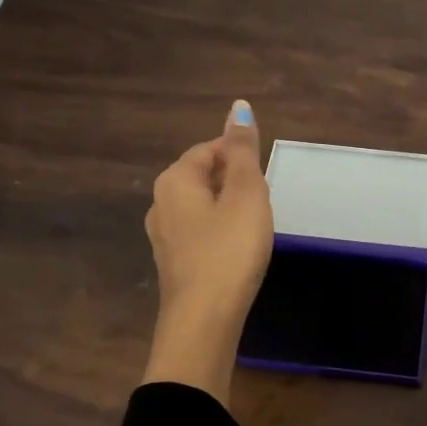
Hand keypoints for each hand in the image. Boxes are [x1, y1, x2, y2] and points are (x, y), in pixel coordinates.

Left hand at [141, 100, 272, 403]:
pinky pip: (199, 231)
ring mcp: (163, 235)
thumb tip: (238, 107)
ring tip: (255, 222)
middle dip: (234, 180)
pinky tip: (237, 247)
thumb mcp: (246, 194)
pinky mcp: (173, 261)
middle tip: (264, 199)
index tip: (266, 175)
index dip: (240, 154)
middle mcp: (161, 202)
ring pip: (200, 205)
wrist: (205, 318)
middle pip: (202, 175)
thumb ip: (244, 150)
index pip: (209, 149)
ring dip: (227, 206)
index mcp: (175, 179)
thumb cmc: (230, 249)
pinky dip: (219, 230)